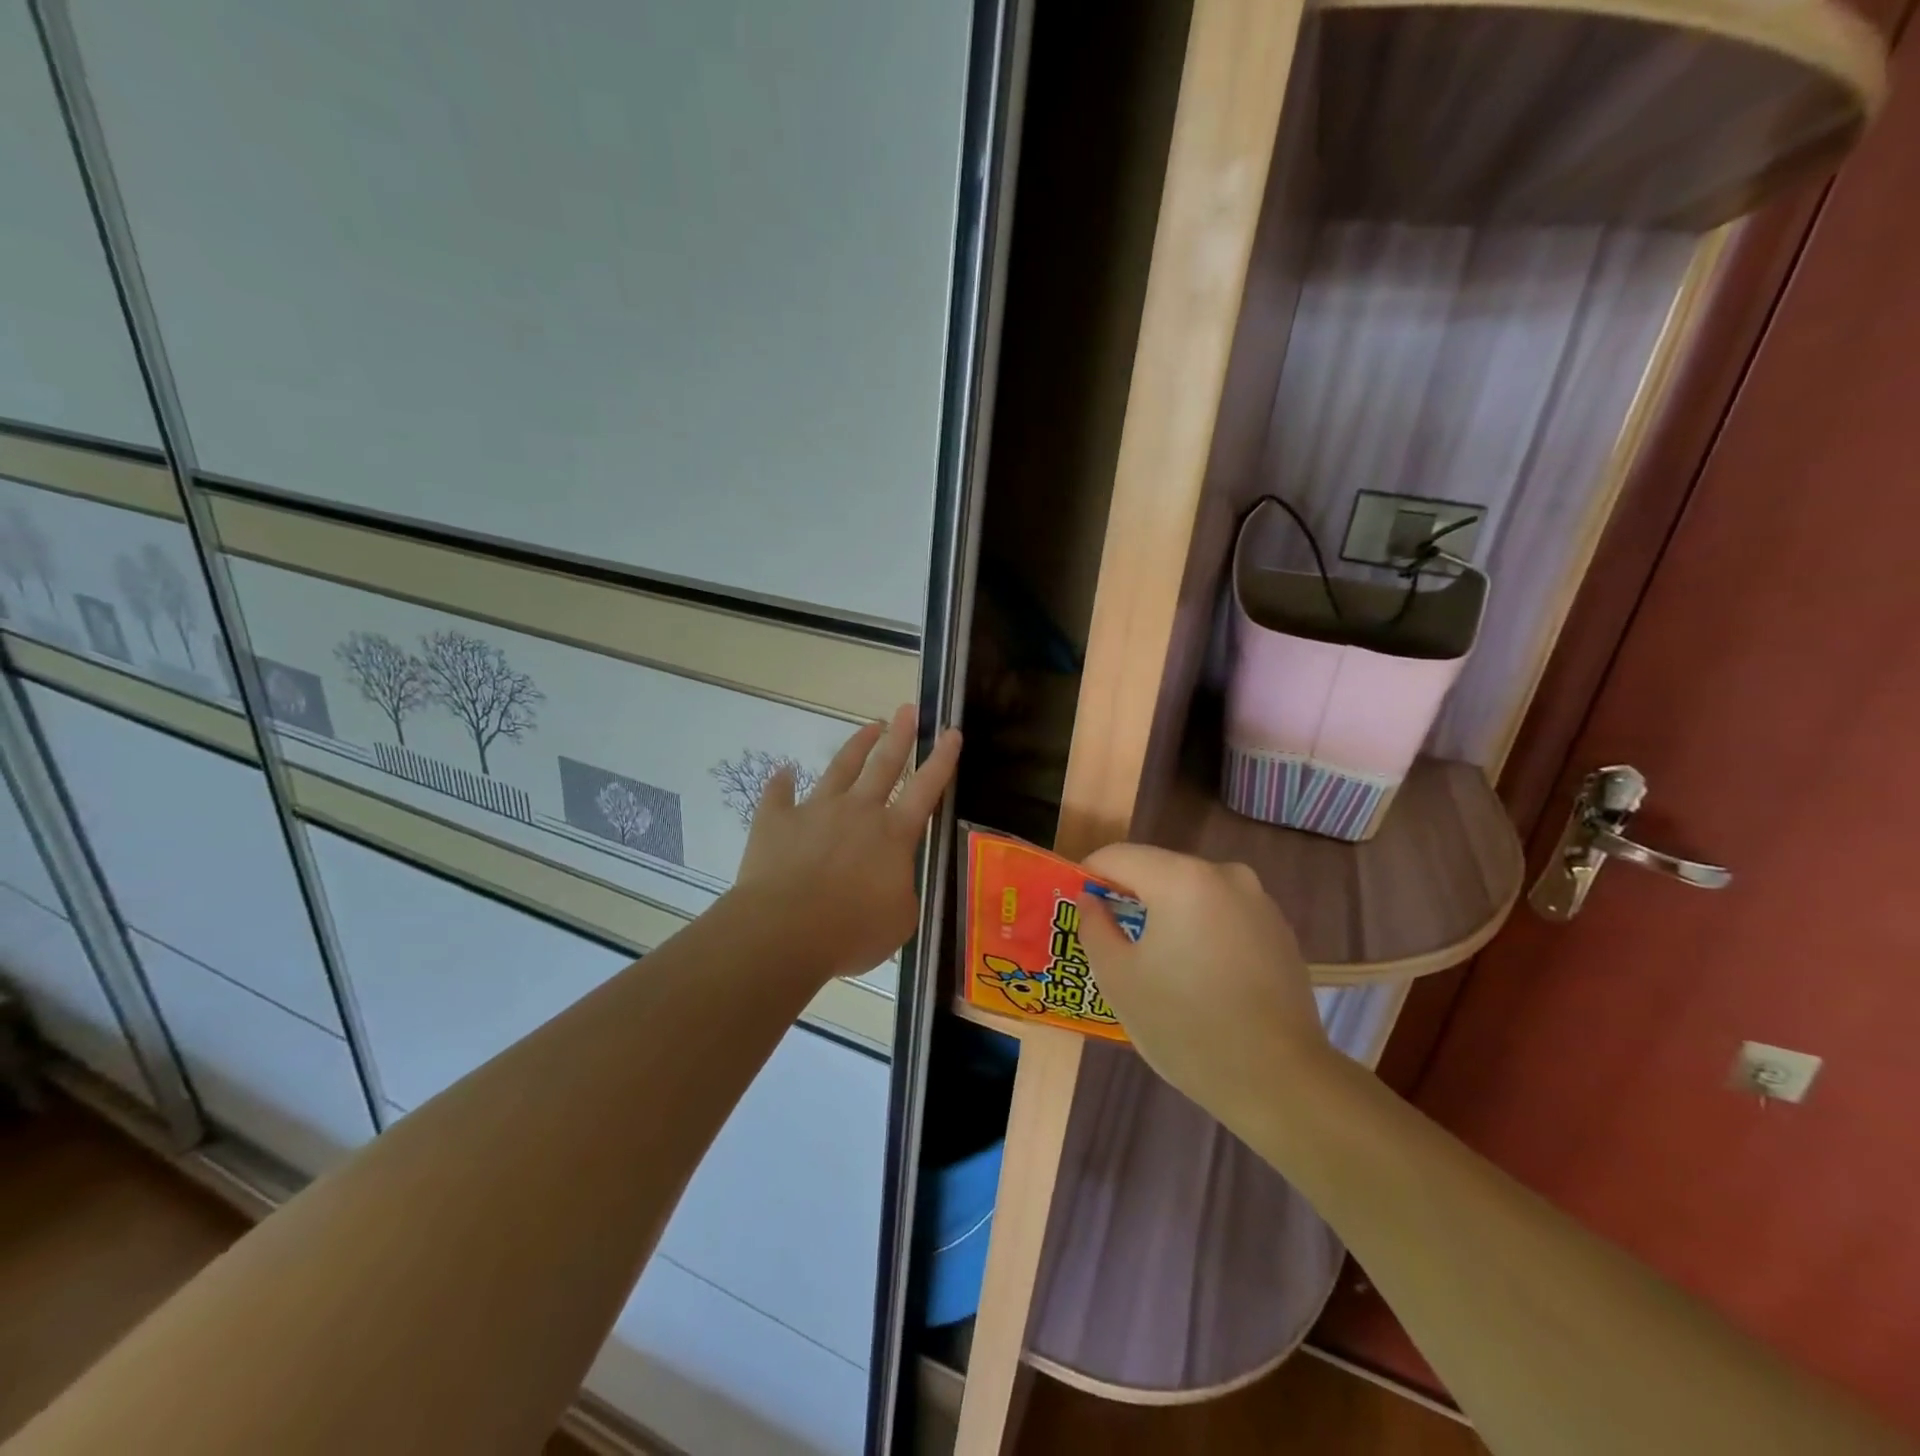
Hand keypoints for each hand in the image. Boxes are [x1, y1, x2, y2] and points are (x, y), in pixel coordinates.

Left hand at [733, 704, 960, 982]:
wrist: (785, 931)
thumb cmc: (852, 931)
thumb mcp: (899, 921)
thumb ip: (901, 891)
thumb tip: (891, 880)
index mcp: (893, 834)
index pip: (925, 789)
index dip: (942, 760)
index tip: (951, 732)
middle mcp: (858, 811)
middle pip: (884, 764)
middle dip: (900, 735)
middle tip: (908, 709)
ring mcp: (816, 811)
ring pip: (840, 768)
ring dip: (856, 746)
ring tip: (869, 726)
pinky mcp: (777, 821)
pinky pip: (778, 795)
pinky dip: (781, 783)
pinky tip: (782, 772)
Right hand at [1076, 845, 1333, 1124]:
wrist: (1279, 1080)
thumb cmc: (1185, 1025)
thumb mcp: (1118, 977)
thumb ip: (1094, 927)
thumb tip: (1091, 902)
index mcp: (1181, 879)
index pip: (1119, 856)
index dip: (1090, 876)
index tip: (1078, 907)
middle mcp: (1224, 874)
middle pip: (1158, 870)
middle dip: (1130, 896)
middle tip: (1110, 938)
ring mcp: (1258, 901)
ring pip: (1192, 892)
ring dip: (1167, 913)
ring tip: (1155, 961)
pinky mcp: (1279, 930)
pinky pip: (1223, 914)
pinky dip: (1201, 929)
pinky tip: (1198, 975)